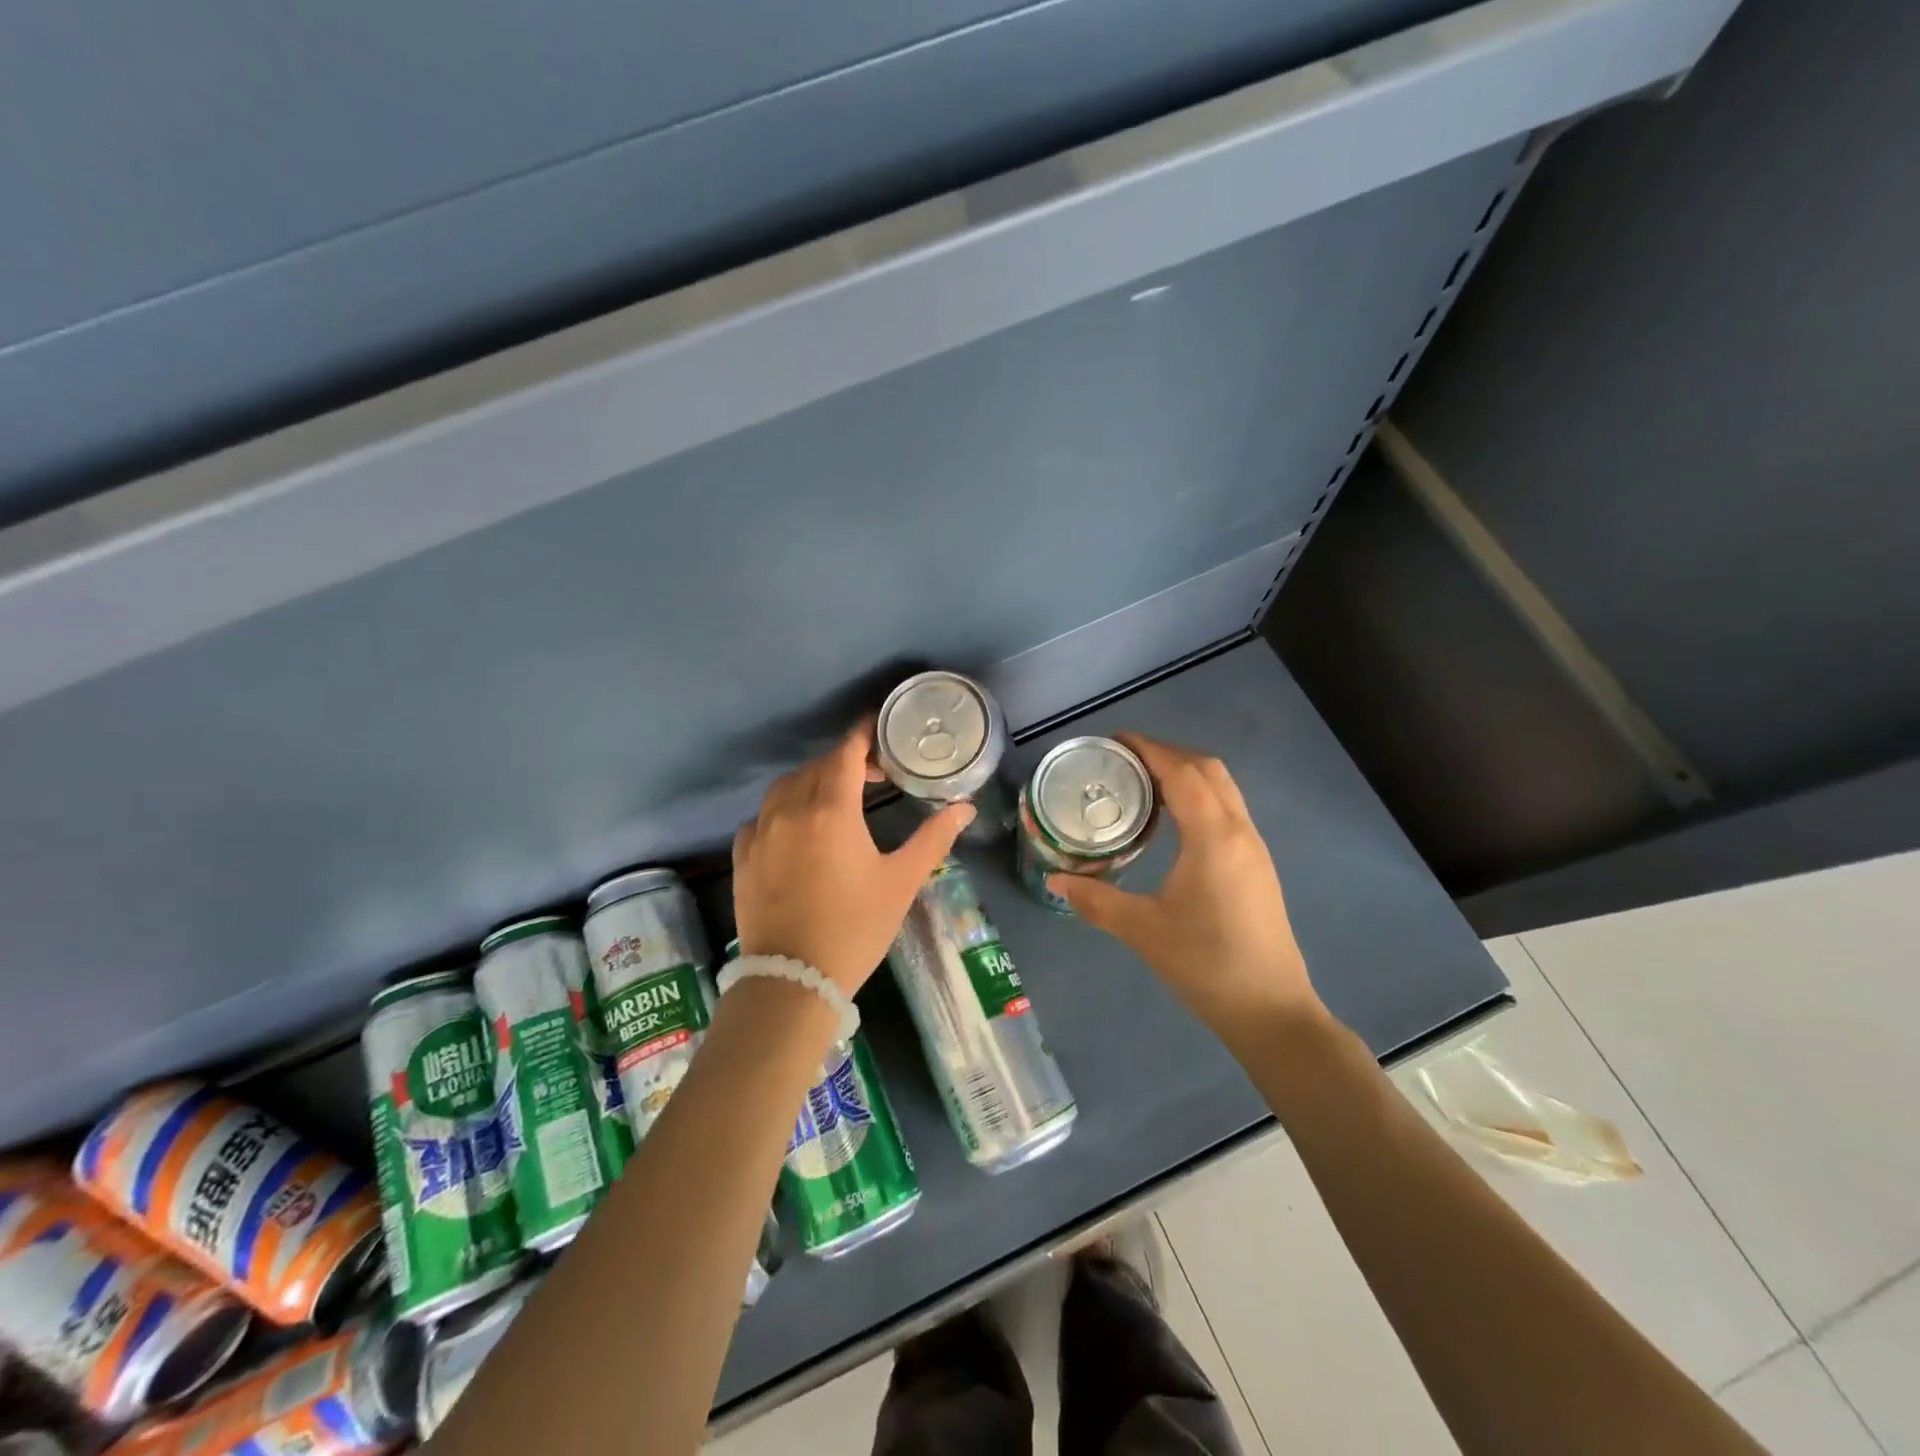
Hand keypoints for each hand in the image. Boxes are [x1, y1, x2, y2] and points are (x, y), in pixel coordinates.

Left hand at [734, 721, 974, 993]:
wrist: (793, 979)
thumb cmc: (856, 926)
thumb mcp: (902, 881)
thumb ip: (934, 838)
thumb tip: (965, 807)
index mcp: (832, 809)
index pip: (847, 751)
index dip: (865, 734)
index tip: (882, 729)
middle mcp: (791, 809)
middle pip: (818, 766)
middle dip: (846, 761)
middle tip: (874, 774)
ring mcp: (761, 832)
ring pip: (785, 787)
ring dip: (812, 781)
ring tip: (835, 798)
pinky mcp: (743, 856)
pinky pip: (761, 817)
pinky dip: (782, 810)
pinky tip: (796, 829)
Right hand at [1048, 734, 1324, 1038]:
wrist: (1272, 1011)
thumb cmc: (1206, 965)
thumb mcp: (1143, 931)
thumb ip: (1096, 900)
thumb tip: (1054, 880)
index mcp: (1213, 837)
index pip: (1181, 773)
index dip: (1149, 749)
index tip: (1116, 740)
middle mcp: (1239, 832)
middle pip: (1208, 770)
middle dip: (1168, 754)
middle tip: (1125, 761)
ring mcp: (1254, 849)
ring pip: (1224, 789)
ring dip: (1187, 774)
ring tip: (1144, 785)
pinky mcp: (1258, 867)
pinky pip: (1229, 810)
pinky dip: (1200, 796)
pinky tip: (1174, 823)